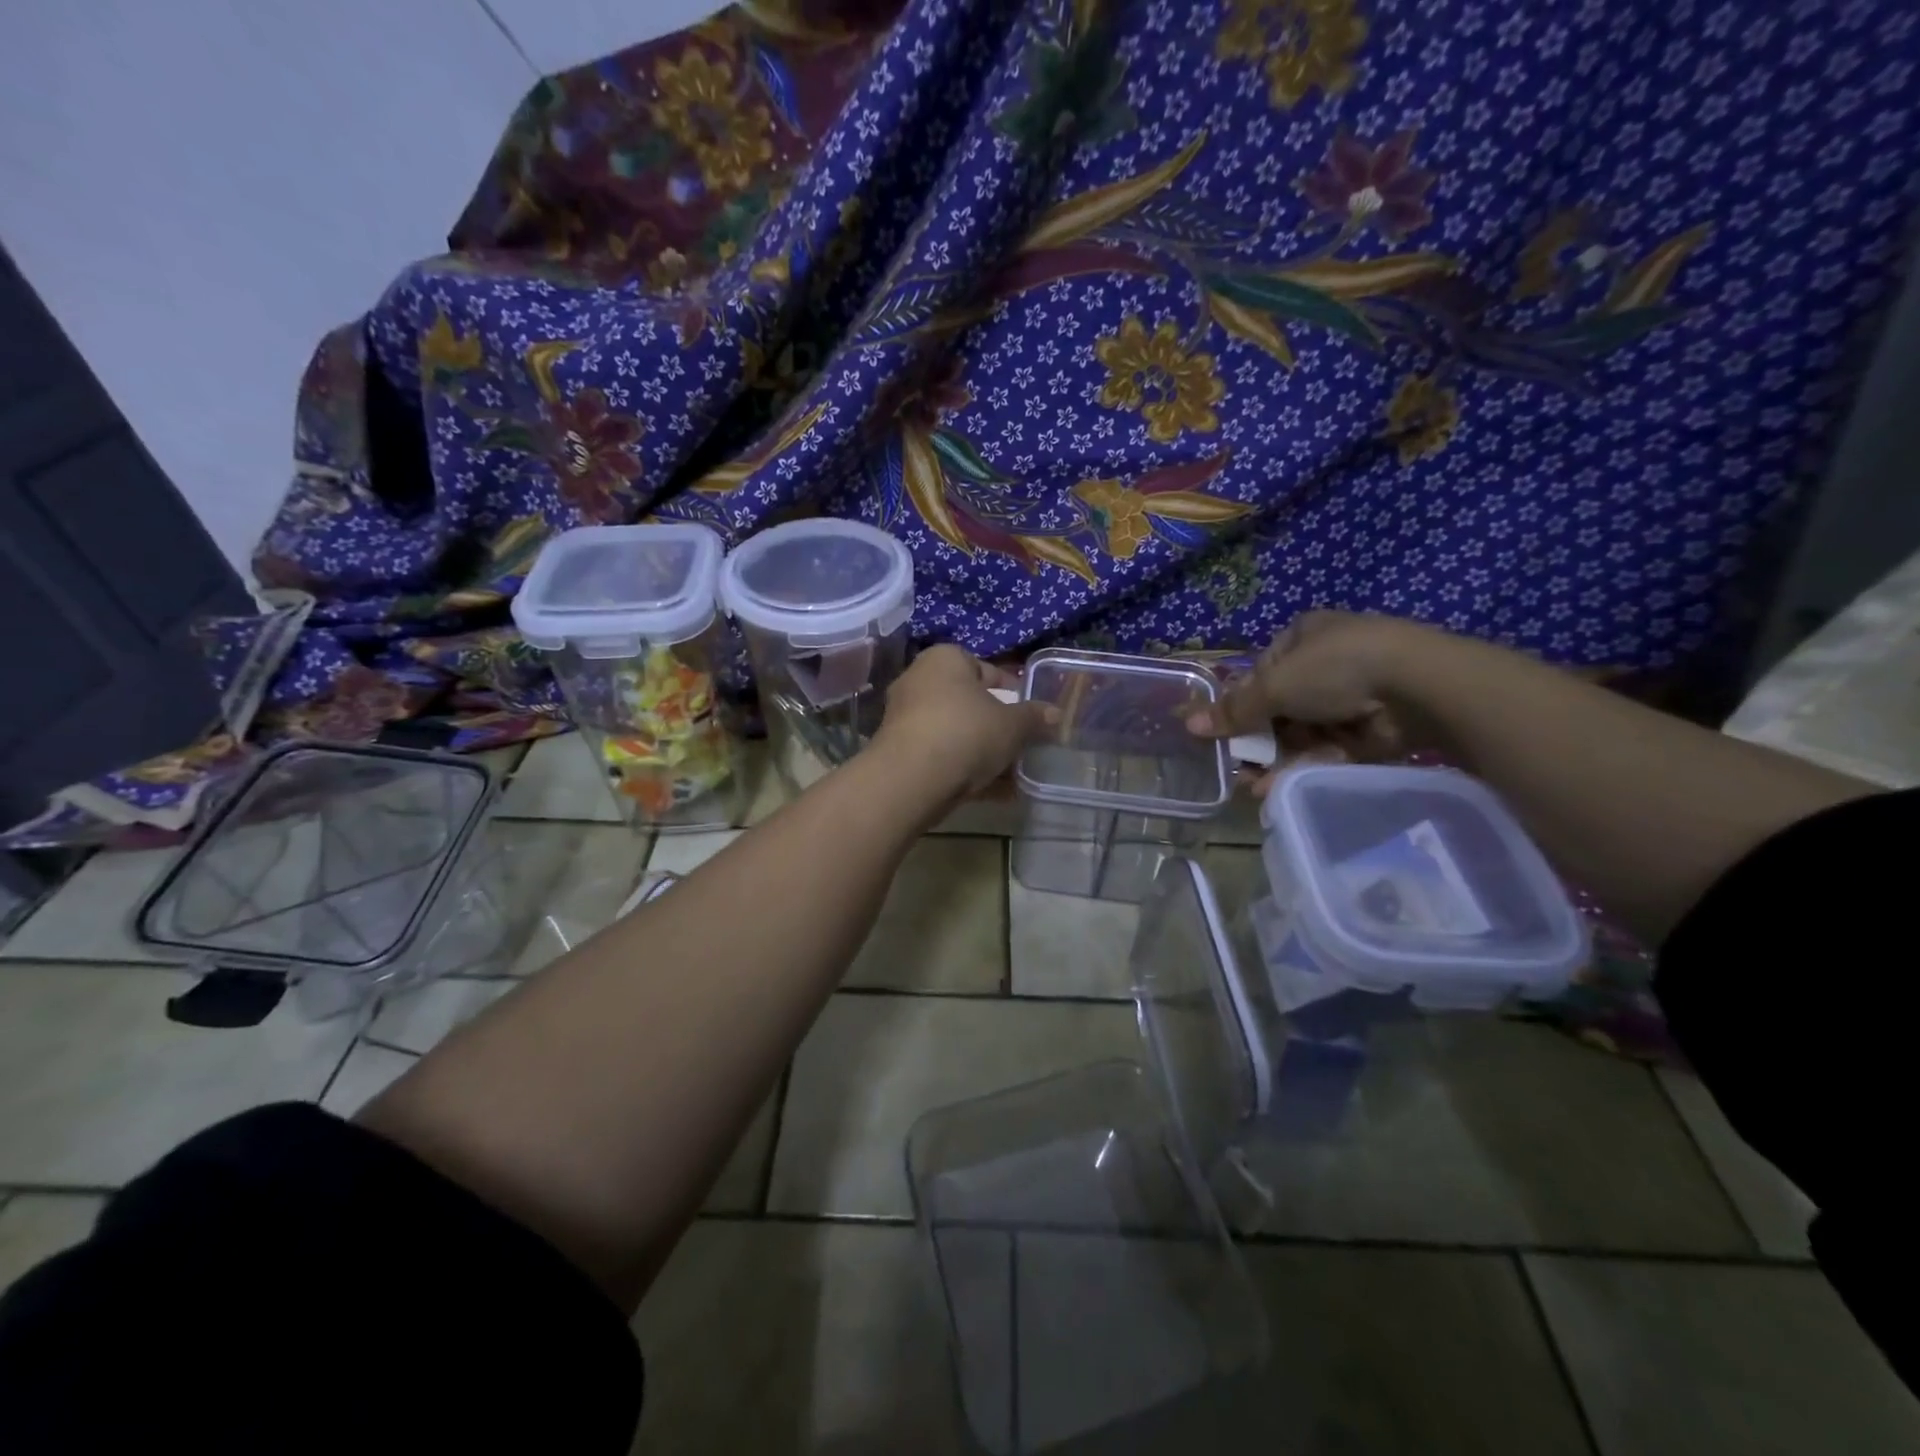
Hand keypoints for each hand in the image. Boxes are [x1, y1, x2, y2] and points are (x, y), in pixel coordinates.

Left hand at [874, 644, 1057, 802]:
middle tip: (1023, 744)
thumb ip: (1034, 717)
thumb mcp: (1013, 725)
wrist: (911, 780)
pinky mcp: (900, 753)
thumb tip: (1055, 713)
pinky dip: (967, 771)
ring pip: (957, 734)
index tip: (1031, 714)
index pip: (986, 669)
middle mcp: (919, 681)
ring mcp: (906, 719)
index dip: (1013, 692)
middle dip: (998, 726)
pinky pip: (943, 757)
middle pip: (969, 704)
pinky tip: (997, 794)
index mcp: (945, 660)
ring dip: (984, 753)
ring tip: (1015, 774)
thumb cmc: (966, 733)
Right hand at [1186, 611, 1433, 792]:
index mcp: (1303, 638)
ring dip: (1277, 760)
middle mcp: (1326, 664)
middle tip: (1237, 767)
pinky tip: (1279, 787)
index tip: (1223, 735)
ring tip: (1254, 787)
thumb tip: (1188, 723)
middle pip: (1280, 708)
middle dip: (1257, 740)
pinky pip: (1328, 751)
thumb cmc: (1335, 668)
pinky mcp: (1369, 730)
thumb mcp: (1275, 685)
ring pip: (1302, 734)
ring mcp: (1351, 698)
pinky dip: (1304, 767)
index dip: (1240, 705)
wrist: (1418, 686)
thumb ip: (1235, 709)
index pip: (1262, 674)